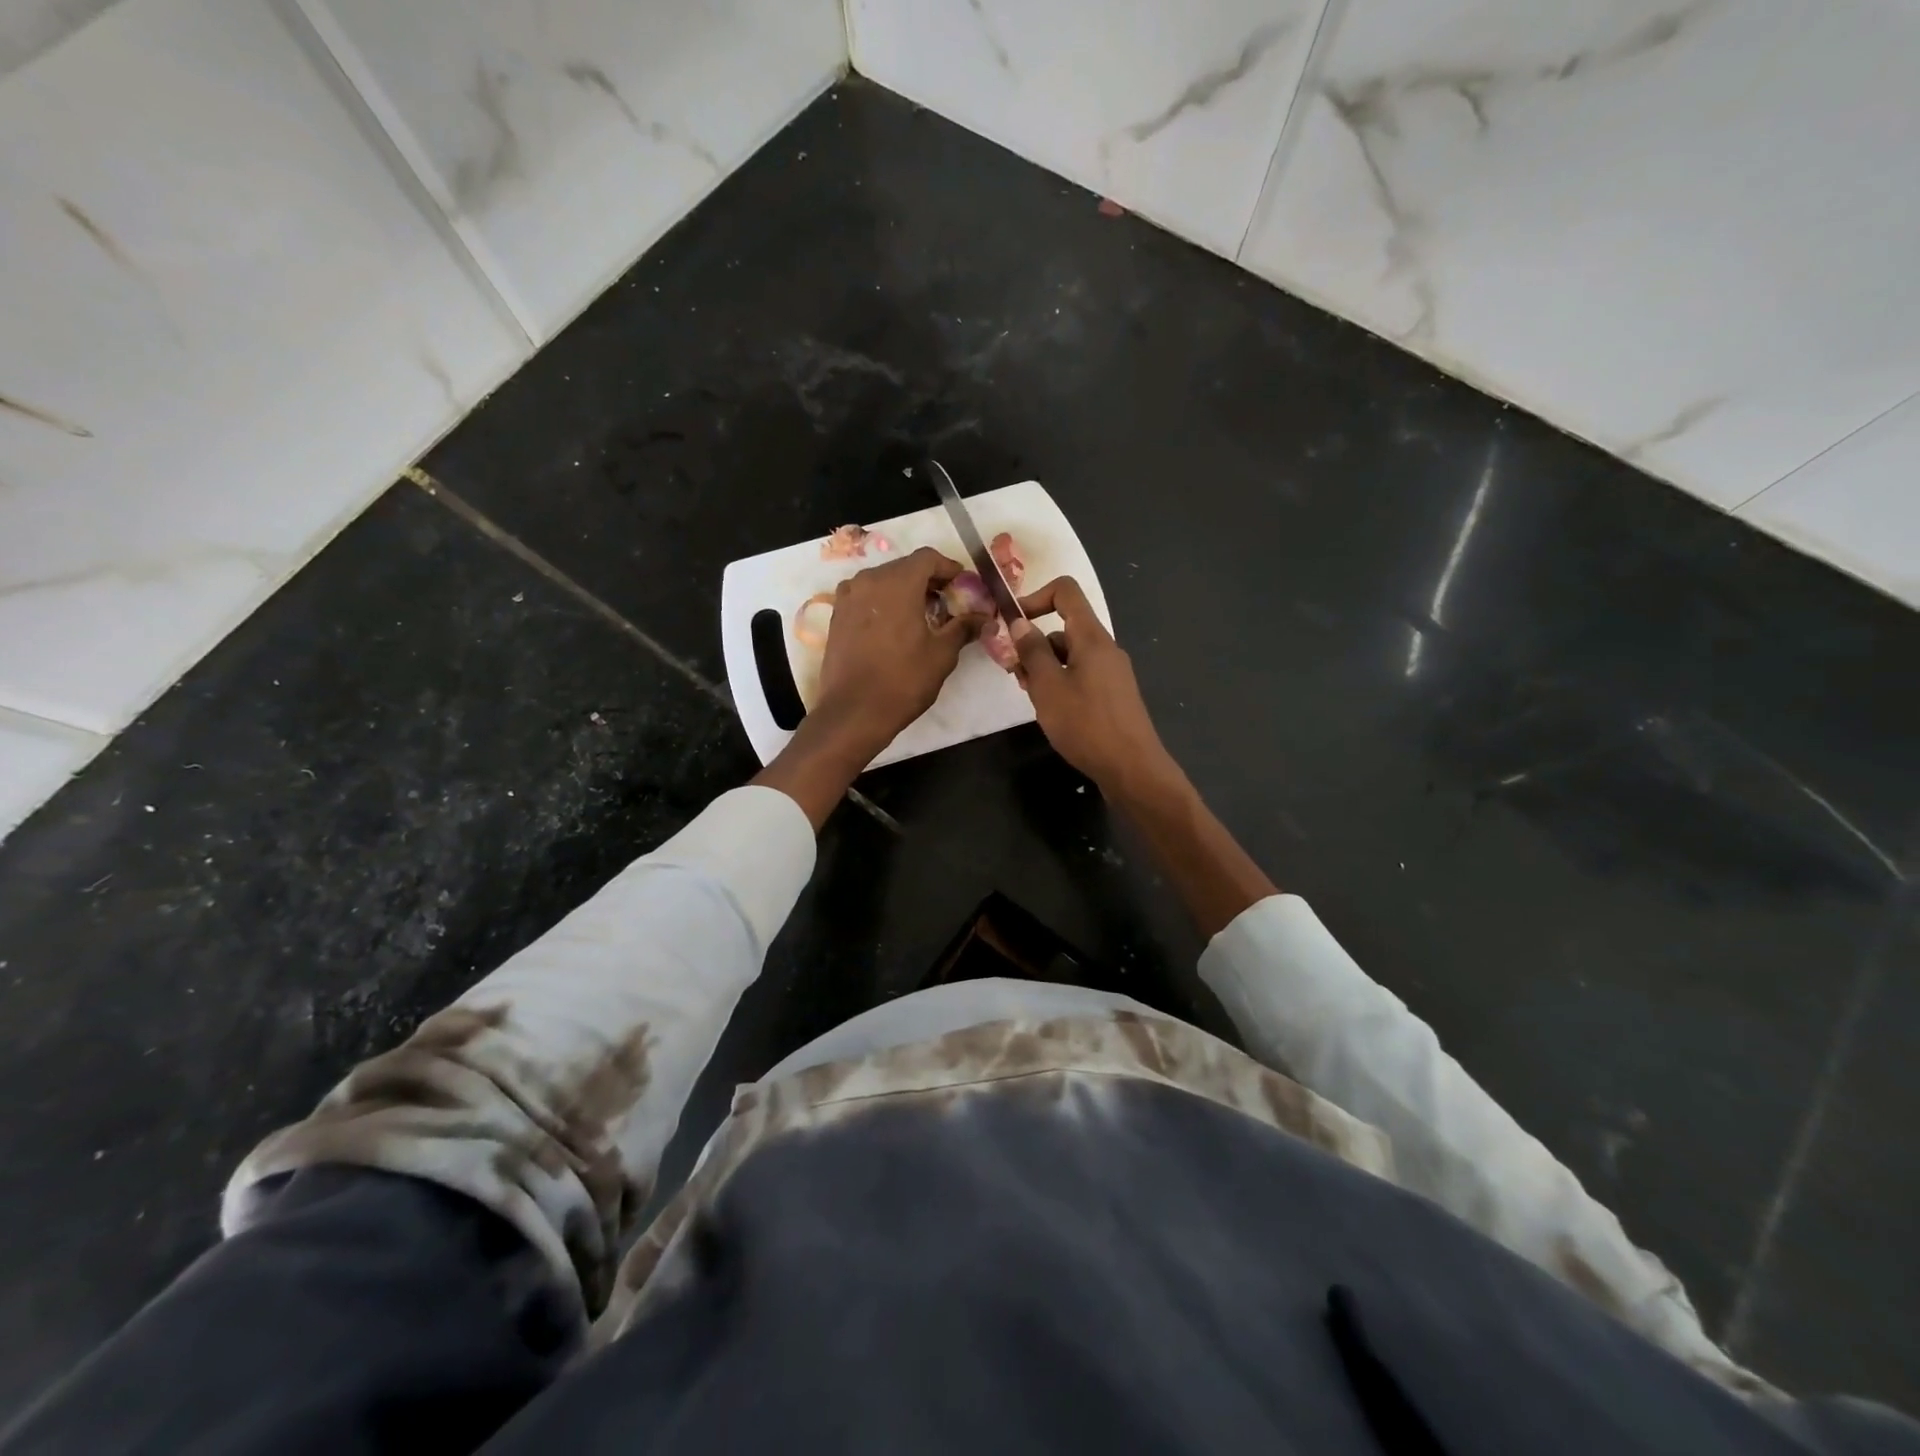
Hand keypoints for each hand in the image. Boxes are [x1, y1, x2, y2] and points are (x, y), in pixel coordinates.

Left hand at [813, 546, 984, 753]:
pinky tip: (895, 626)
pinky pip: (865, 597)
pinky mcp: (837, 615)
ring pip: (883, 581)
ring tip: (922, 615)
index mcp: (898, 582)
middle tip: (947, 603)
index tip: (963, 586)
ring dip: (904, 590)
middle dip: (928, 580)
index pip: (928, 558)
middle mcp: (869, 580)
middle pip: (904, 567)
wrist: (854, 711)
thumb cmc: (903, 680)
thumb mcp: (942, 654)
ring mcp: (848, 597)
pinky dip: (883, 603)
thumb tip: (986, 618)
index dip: (949, 568)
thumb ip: (963, 628)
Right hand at [1012, 577, 1274, 935]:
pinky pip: (1080, 675)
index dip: (1035, 598)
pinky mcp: (1112, 695)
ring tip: (1028, 695)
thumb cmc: (1086, 724)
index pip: (1066, 592)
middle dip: (1033, 643)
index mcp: (1091, 638)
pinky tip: (1050, 710)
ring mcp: (1111, 673)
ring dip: (1044, 666)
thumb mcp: (1048, 687)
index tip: (1012, 623)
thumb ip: (1032, 652)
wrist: (1132, 768)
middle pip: (1064, 627)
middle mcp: (1105, 649)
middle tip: (1013, 671)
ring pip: (1070, 655)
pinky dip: (1060, 683)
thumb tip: (1019, 622)